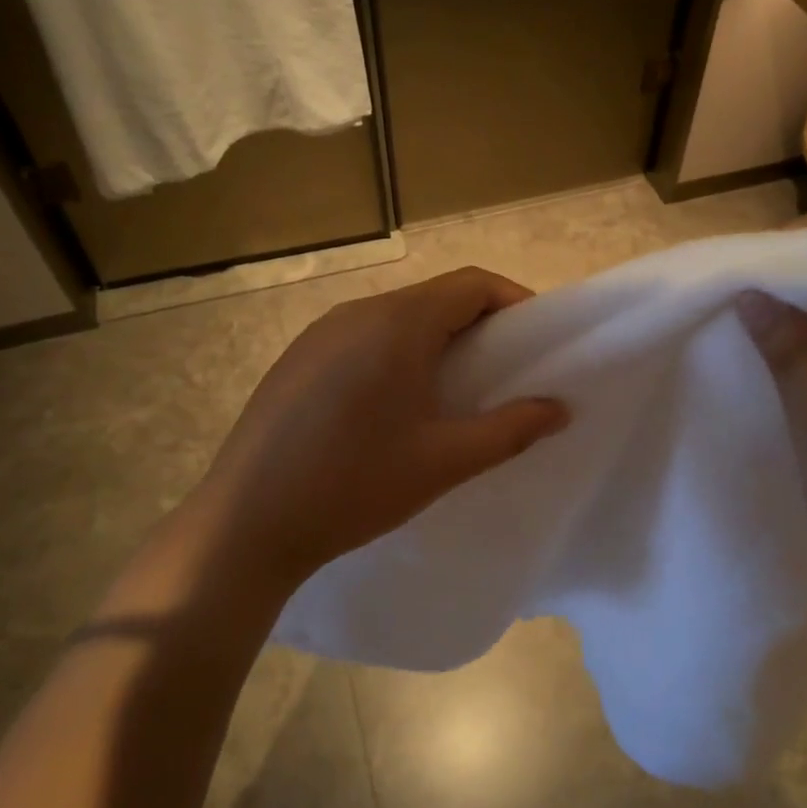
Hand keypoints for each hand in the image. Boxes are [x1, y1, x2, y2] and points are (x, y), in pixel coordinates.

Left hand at [198, 267, 568, 587]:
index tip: (536, 342)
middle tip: (502, 374)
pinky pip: (360, 339)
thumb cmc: (355, 486)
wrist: (247, 523)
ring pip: (395, 319)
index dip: (513, 303)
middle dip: (477, 326)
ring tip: (452, 393)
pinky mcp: (295, 360)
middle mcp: (356, 313)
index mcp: (396, 323)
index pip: (471, 284)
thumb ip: (510, 430)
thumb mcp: (444, 462)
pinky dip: (394, 355)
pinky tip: (391, 407)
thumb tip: (559, 409)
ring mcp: (318, 334)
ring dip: (434, 341)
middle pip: (433, 298)